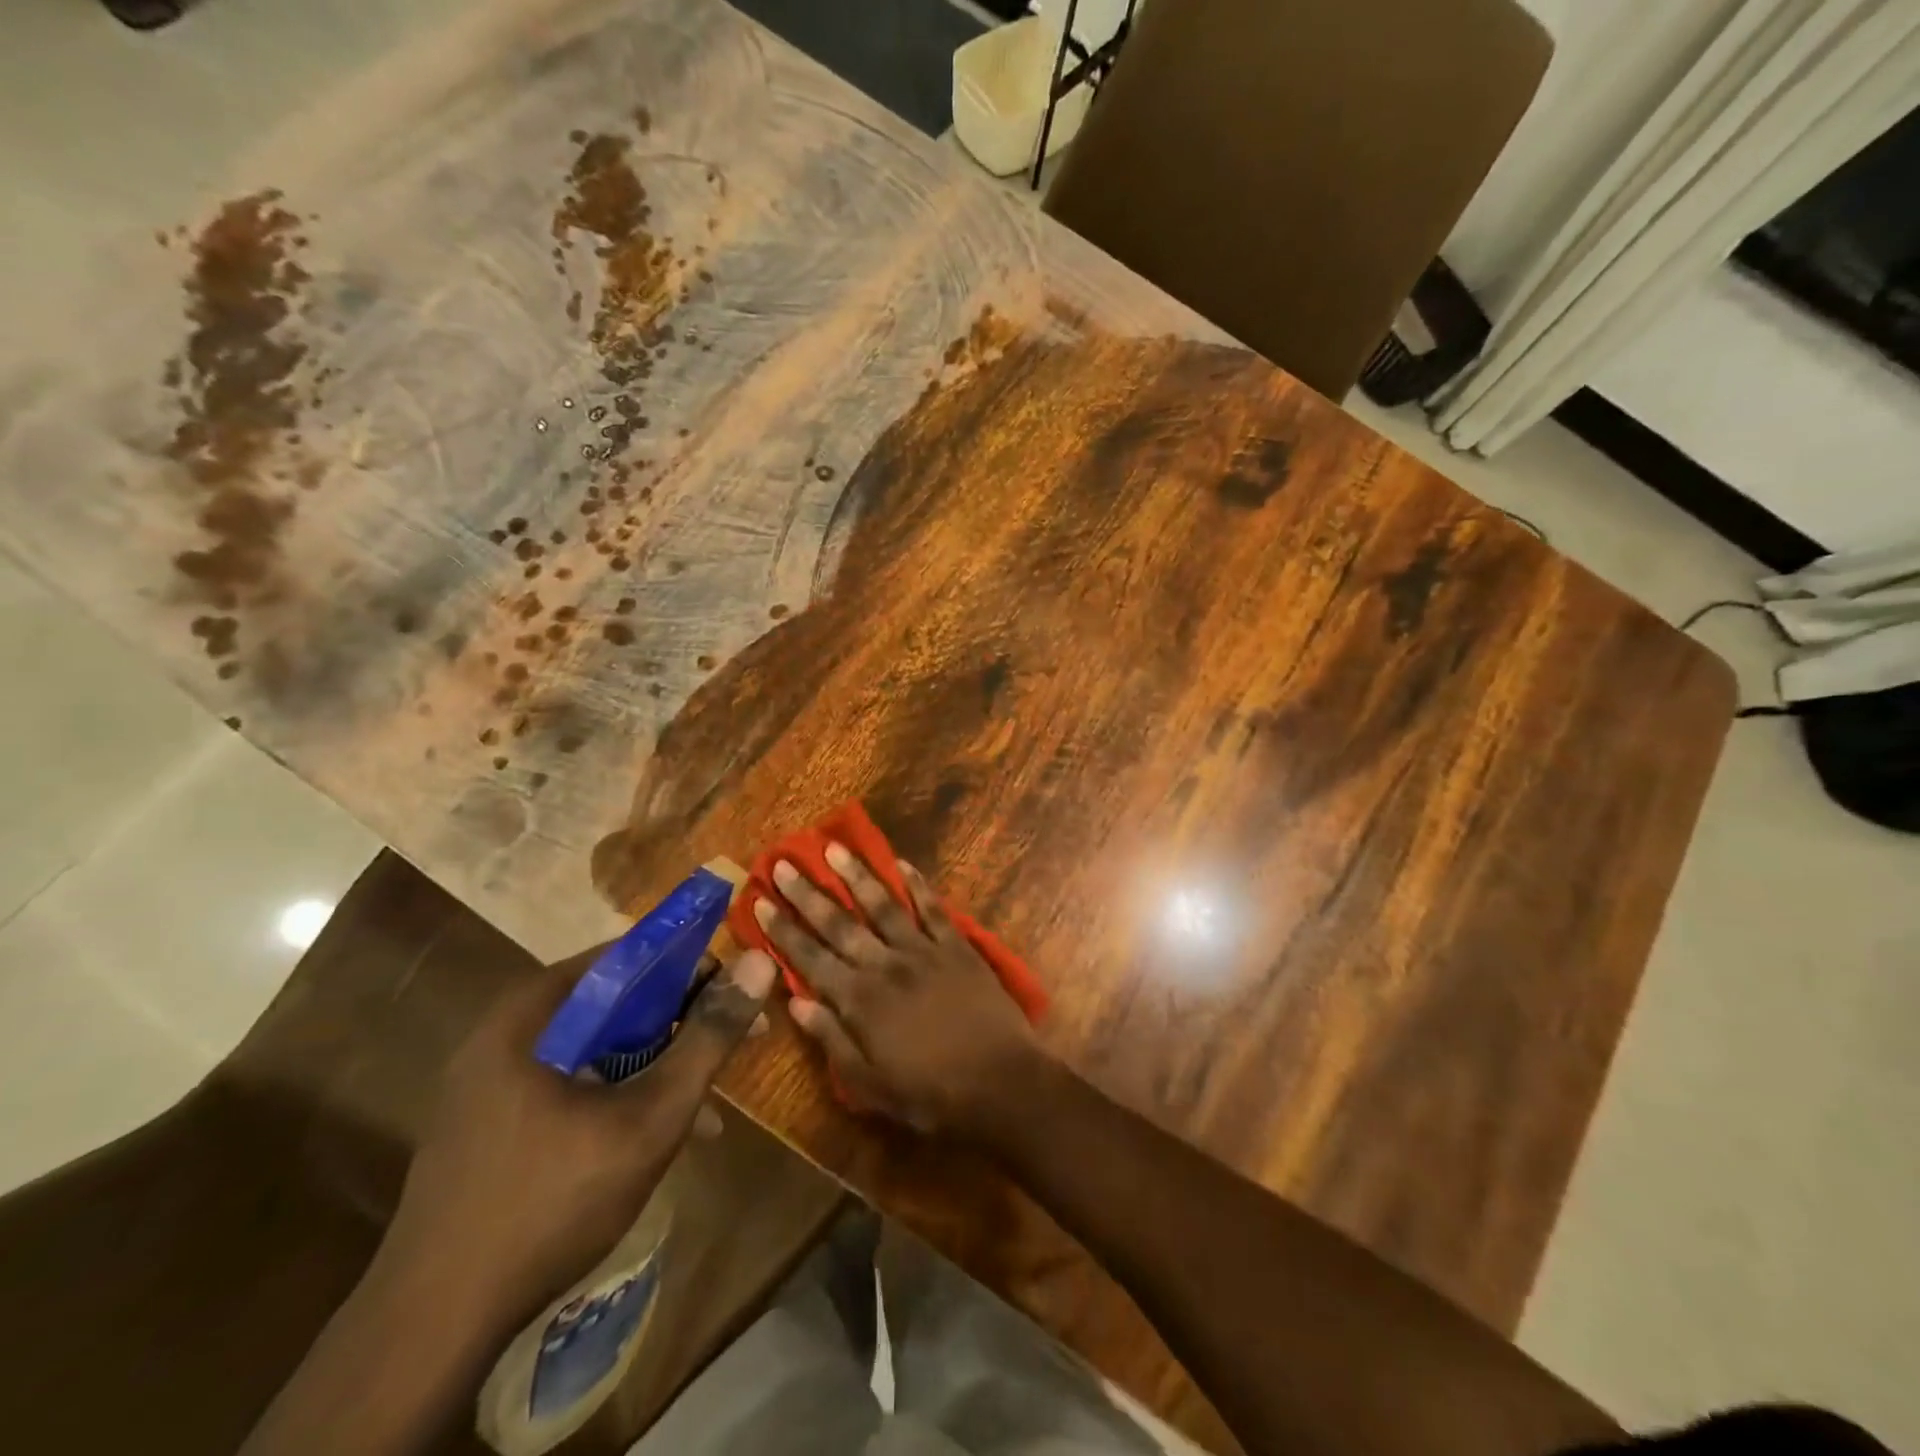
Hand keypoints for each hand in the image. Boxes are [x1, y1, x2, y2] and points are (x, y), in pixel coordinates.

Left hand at [379, 946, 777, 1332]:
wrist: (432, 1328)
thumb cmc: (552, 1201)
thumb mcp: (651, 1116)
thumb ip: (709, 1037)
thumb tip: (760, 962)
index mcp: (533, 1011)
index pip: (629, 954)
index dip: (691, 966)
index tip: (736, 994)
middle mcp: (508, 1031)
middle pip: (615, 1001)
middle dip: (681, 1023)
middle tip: (733, 1046)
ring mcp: (492, 1079)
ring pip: (597, 1046)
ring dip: (656, 1065)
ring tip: (707, 1103)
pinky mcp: (491, 1121)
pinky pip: (572, 1082)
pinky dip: (619, 1094)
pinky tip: (657, 1136)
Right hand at [755, 846, 1040, 1136]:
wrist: (1000, 1082)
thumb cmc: (931, 1094)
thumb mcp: (870, 1085)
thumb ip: (832, 1040)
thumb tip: (796, 1002)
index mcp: (860, 1001)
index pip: (810, 958)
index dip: (783, 930)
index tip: (761, 902)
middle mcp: (885, 965)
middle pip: (840, 923)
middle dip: (808, 893)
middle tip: (784, 863)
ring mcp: (923, 950)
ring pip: (883, 904)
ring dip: (856, 875)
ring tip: (834, 847)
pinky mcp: (956, 945)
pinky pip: (933, 907)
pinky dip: (917, 884)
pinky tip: (902, 863)